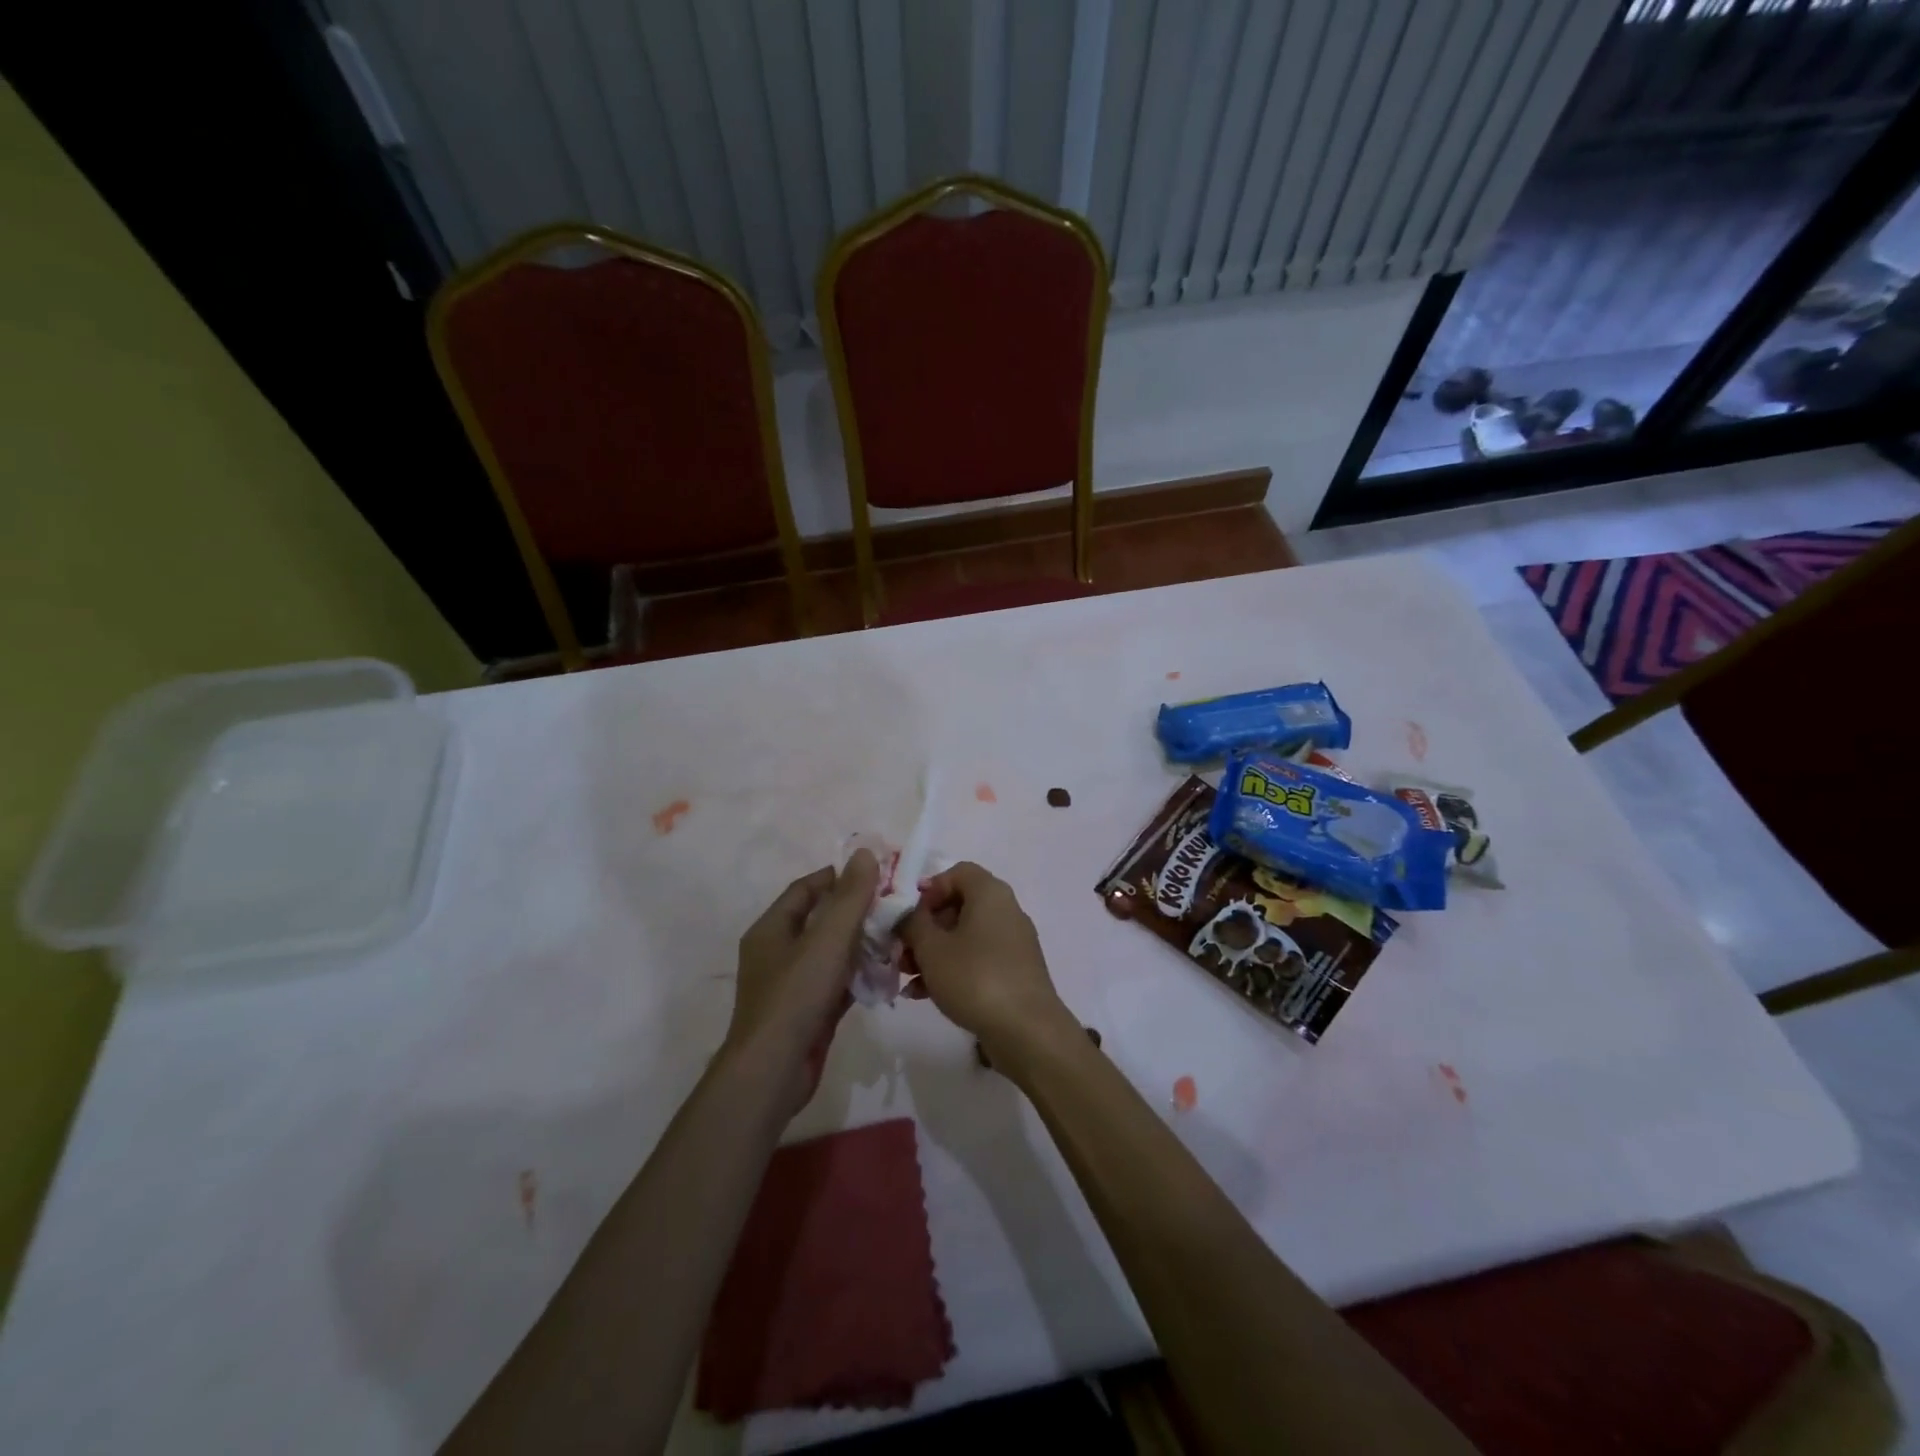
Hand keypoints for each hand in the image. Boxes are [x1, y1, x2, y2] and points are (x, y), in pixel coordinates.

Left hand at [726, 848, 878, 1116]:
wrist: (773, 1072)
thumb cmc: (796, 996)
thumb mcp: (828, 939)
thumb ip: (850, 897)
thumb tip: (865, 853)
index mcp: (772, 928)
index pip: (807, 889)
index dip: (839, 877)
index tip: (876, 873)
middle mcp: (778, 952)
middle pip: (821, 920)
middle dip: (857, 911)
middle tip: (895, 904)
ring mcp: (791, 985)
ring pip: (831, 953)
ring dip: (861, 944)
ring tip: (898, 936)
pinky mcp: (807, 1012)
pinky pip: (836, 983)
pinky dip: (858, 976)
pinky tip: (887, 973)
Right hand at [898, 862, 1074, 1062]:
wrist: (1027, 1031)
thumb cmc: (975, 978)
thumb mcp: (932, 948)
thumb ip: (912, 924)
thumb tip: (907, 915)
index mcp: (990, 893)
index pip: (957, 872)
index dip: (929, 889)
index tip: (908, 915)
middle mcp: (1005, 910)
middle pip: (958, 906)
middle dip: (924, 928)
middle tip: (900, 950)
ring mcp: (1012, 943)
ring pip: (964, 937)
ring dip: (932, 953)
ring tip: (906, 977)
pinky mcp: (1014, 972)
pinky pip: (976, 960)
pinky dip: (951, 970)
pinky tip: (923, 995)